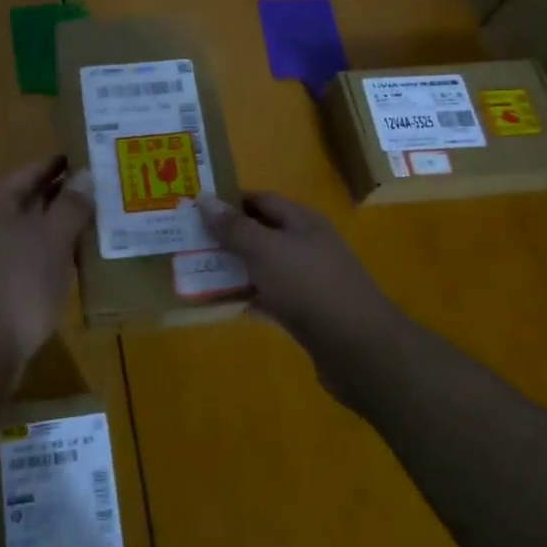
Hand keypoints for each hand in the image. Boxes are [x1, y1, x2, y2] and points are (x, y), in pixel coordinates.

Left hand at [0, 157, 91, 364]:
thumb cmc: (19, 282)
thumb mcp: (53, 238)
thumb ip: (71, 204)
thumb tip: (85, 174)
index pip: (31, 171)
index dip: (62, 165)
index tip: (92, 160)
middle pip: (26, 200)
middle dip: (61, 197)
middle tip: (100, 194)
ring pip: (23, 232)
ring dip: (54, 229)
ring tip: (92, 227)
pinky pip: (19, 258)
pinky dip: (43, 255)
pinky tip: (68, 264)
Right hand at [200, 192, 400, 354]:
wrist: (358, 348)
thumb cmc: (309, 286)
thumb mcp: (265, 250)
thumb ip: (234, 227)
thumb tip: (204, 198)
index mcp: (302, 222)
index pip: (261, 200)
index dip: (229, 202)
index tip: (195, 211)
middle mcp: (307, 246)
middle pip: (261, 233)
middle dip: (227, 237)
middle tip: (189, 243)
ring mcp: (309, 281)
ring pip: (264, 267)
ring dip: (234, 269)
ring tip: (196, 273)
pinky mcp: (307, 313)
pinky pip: (270, 298)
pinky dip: (248, 299)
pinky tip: (223, 306)